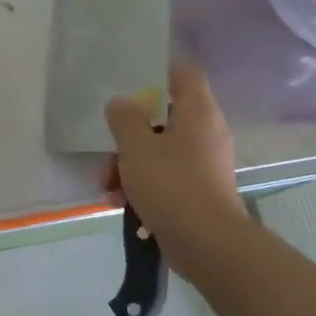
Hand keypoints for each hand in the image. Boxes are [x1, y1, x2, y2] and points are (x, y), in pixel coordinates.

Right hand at [105, 65, 246, 283]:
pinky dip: (143, 184)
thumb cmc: (171, 185)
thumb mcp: (137, 148)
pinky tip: (122, 204)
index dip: (156, 72)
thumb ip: (124, 119)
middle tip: (108, 149)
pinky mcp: (198, 189)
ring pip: (159, 149)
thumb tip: (120, 102)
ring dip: (130, 164)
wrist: (206, 244)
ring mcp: (203, 163)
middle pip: (163, 116)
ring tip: (108, 187)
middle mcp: (205, 132)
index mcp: (197, 112)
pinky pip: (165, 175)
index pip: (183, 73)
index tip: (128, 84)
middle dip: (130, 133)